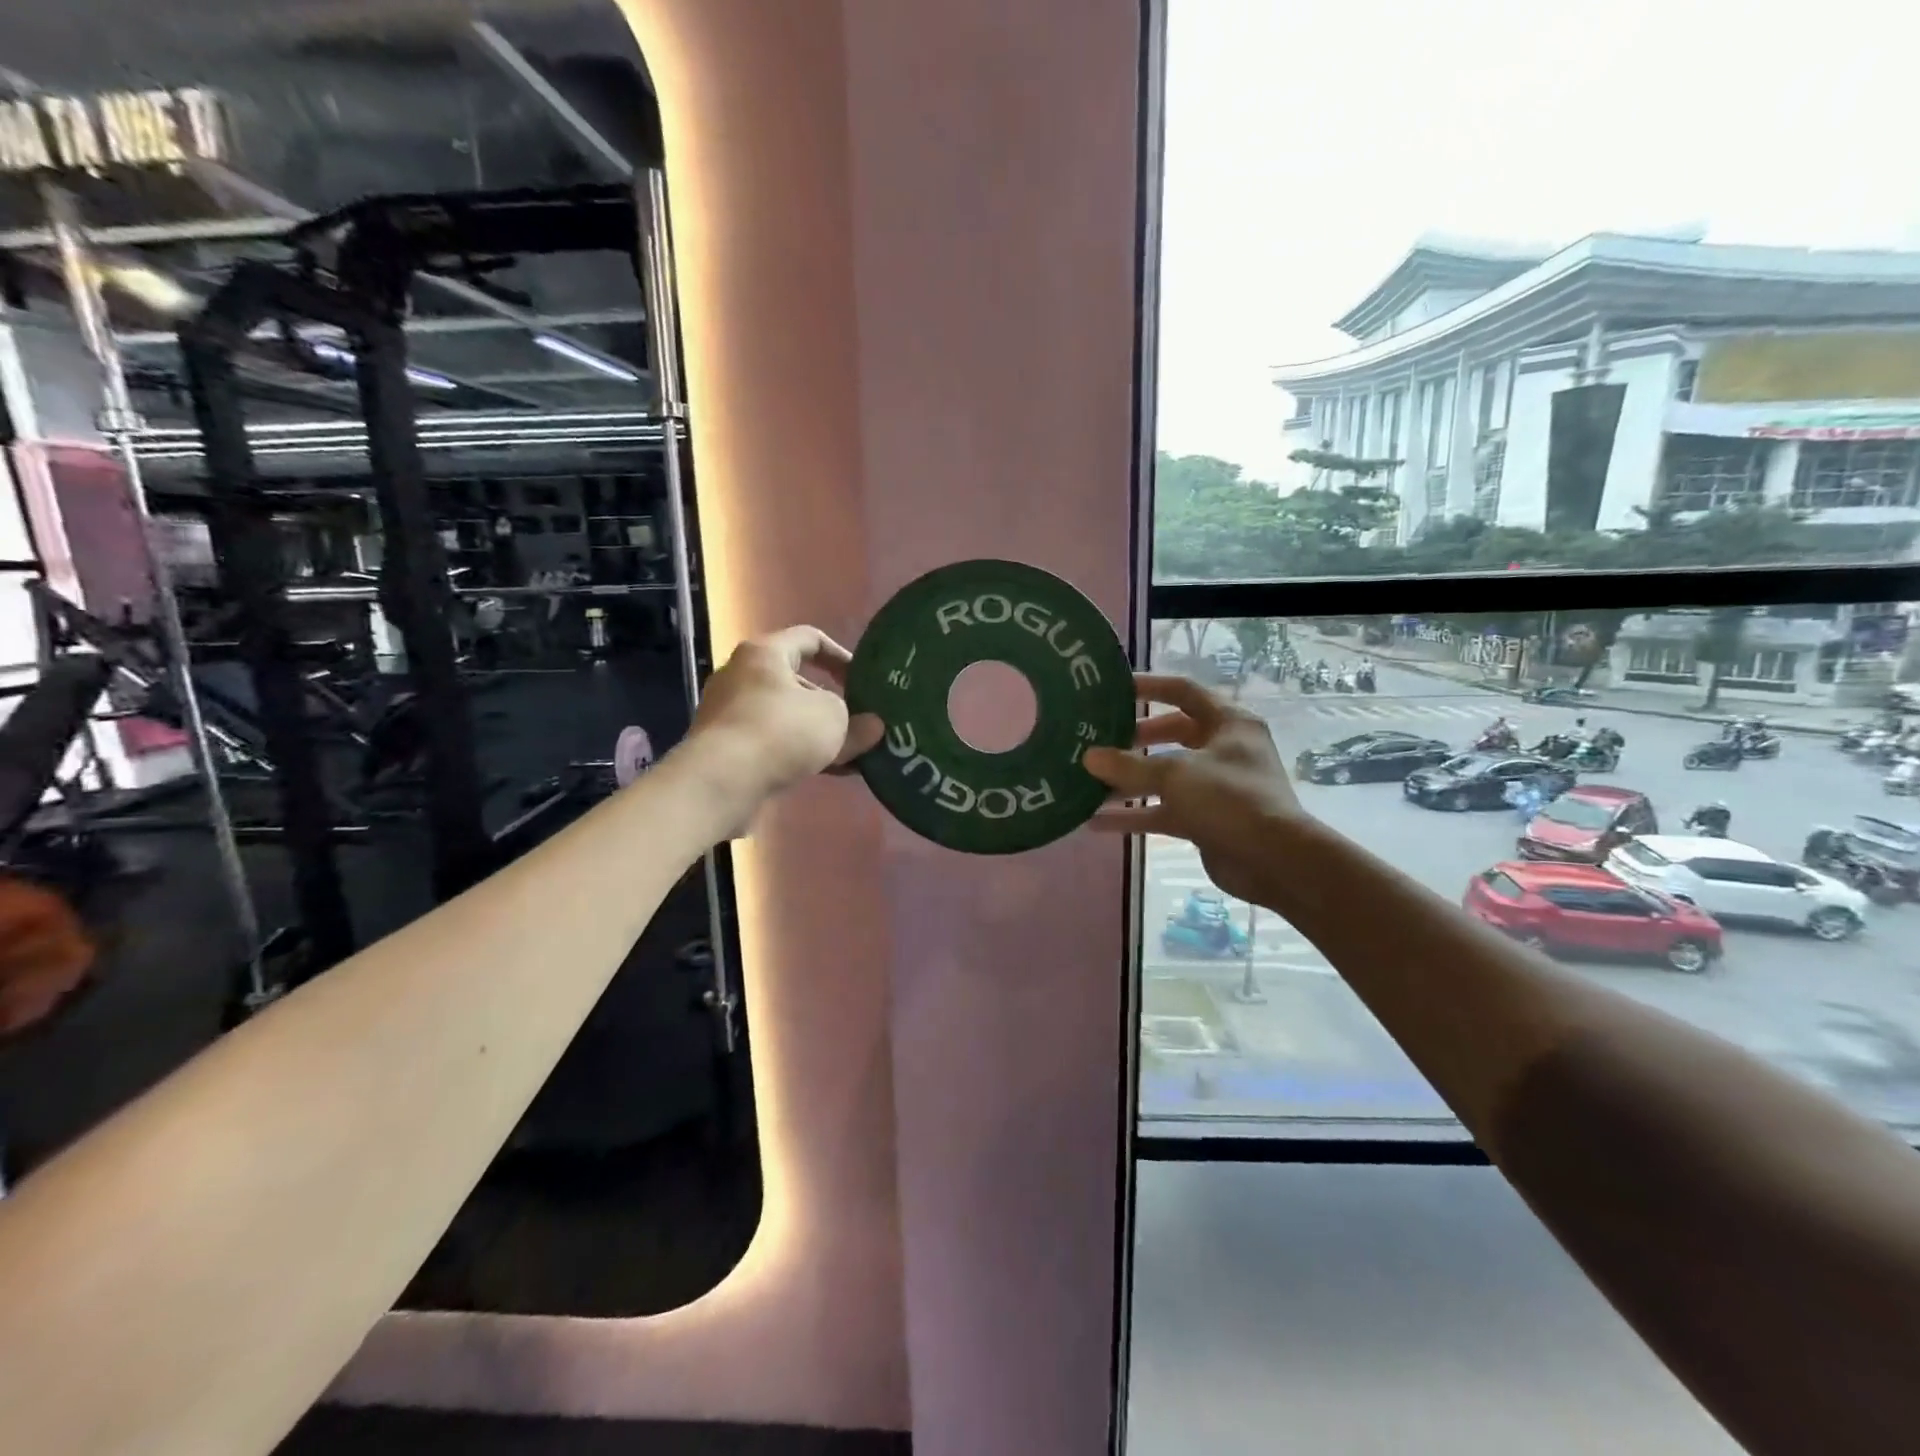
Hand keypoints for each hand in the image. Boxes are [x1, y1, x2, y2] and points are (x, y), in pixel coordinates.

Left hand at [687, 626, 883, 808]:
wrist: (721, 782)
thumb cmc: (780, 731)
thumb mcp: (833, 720)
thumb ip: (857, 721)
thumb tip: (873, 727)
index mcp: (764, 653)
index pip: (809, 639)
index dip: (841, 655)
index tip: (863, 680)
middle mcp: (742, 676)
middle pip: (796, 682)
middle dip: (831, 703)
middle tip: (859, 722)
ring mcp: (731, 714)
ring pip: (786, 717)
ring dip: (818, 733)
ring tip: (851, 753)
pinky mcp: (728, 749)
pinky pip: (774, 743)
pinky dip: (800, 753)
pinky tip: (830, 772)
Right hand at [1083, 674, 1307, 904]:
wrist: (1275, 861)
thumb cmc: (1230, 799)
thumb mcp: (1176, 774)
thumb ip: (1129, 765)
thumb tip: (1089, 757)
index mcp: (1228, 723)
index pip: (1184, 692)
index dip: (1149, 686)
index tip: (1112, 691)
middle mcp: (1223, 749)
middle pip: (1172, 734)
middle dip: (1134, 738)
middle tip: (1099, 740)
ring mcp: (1214, 786)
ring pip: (1164, 776)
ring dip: (1128, 780)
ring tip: (1088, 782)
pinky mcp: (1205, 819)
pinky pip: (1163, 810)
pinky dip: (1134, 815)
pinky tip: (1097, 822)